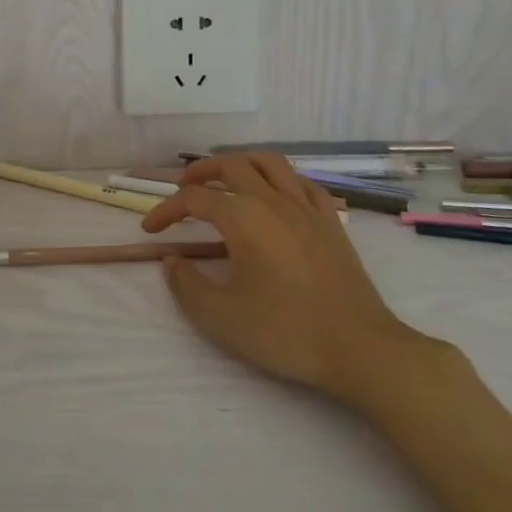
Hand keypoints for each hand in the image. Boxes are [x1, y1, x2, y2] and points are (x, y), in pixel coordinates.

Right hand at [141, 154, 433, 404]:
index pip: (194, 199)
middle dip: (200, 171)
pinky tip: (276, 196)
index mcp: (242, 217)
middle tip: (183, 188)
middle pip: (230, 166)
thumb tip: (172, 262)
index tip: (151, 230)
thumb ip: (186, 285)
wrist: (360, 348)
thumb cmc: (285, 332)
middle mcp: (272, 200)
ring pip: (269, 163)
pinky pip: (303, 183)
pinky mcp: (331, 222)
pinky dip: (281, 180)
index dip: (166, 210)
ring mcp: (306, 208)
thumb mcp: (220, 318)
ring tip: (226, 178)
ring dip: (241, 162)